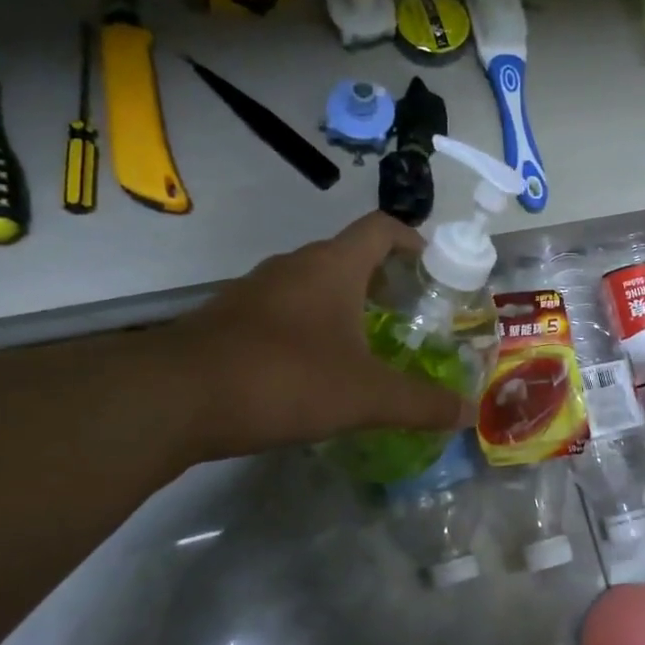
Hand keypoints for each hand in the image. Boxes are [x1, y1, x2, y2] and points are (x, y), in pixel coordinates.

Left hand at [172, 213, 471, 453]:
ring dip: (343, 305)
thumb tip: (469, 415)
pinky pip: (282, 311)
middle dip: (383, 281)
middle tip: (410, 317)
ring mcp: (255, 290)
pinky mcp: (229, 318)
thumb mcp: (366, 397)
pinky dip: (308, 327)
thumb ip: (421, 404)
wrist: (175, 398)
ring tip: (367, 345)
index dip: (413, 240)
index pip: (382, 228)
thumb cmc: (284, 379)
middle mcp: (293, 266)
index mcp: (332, 266)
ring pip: (312, 285)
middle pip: (348, 256)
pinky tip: (314, 369)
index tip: (435, 268)